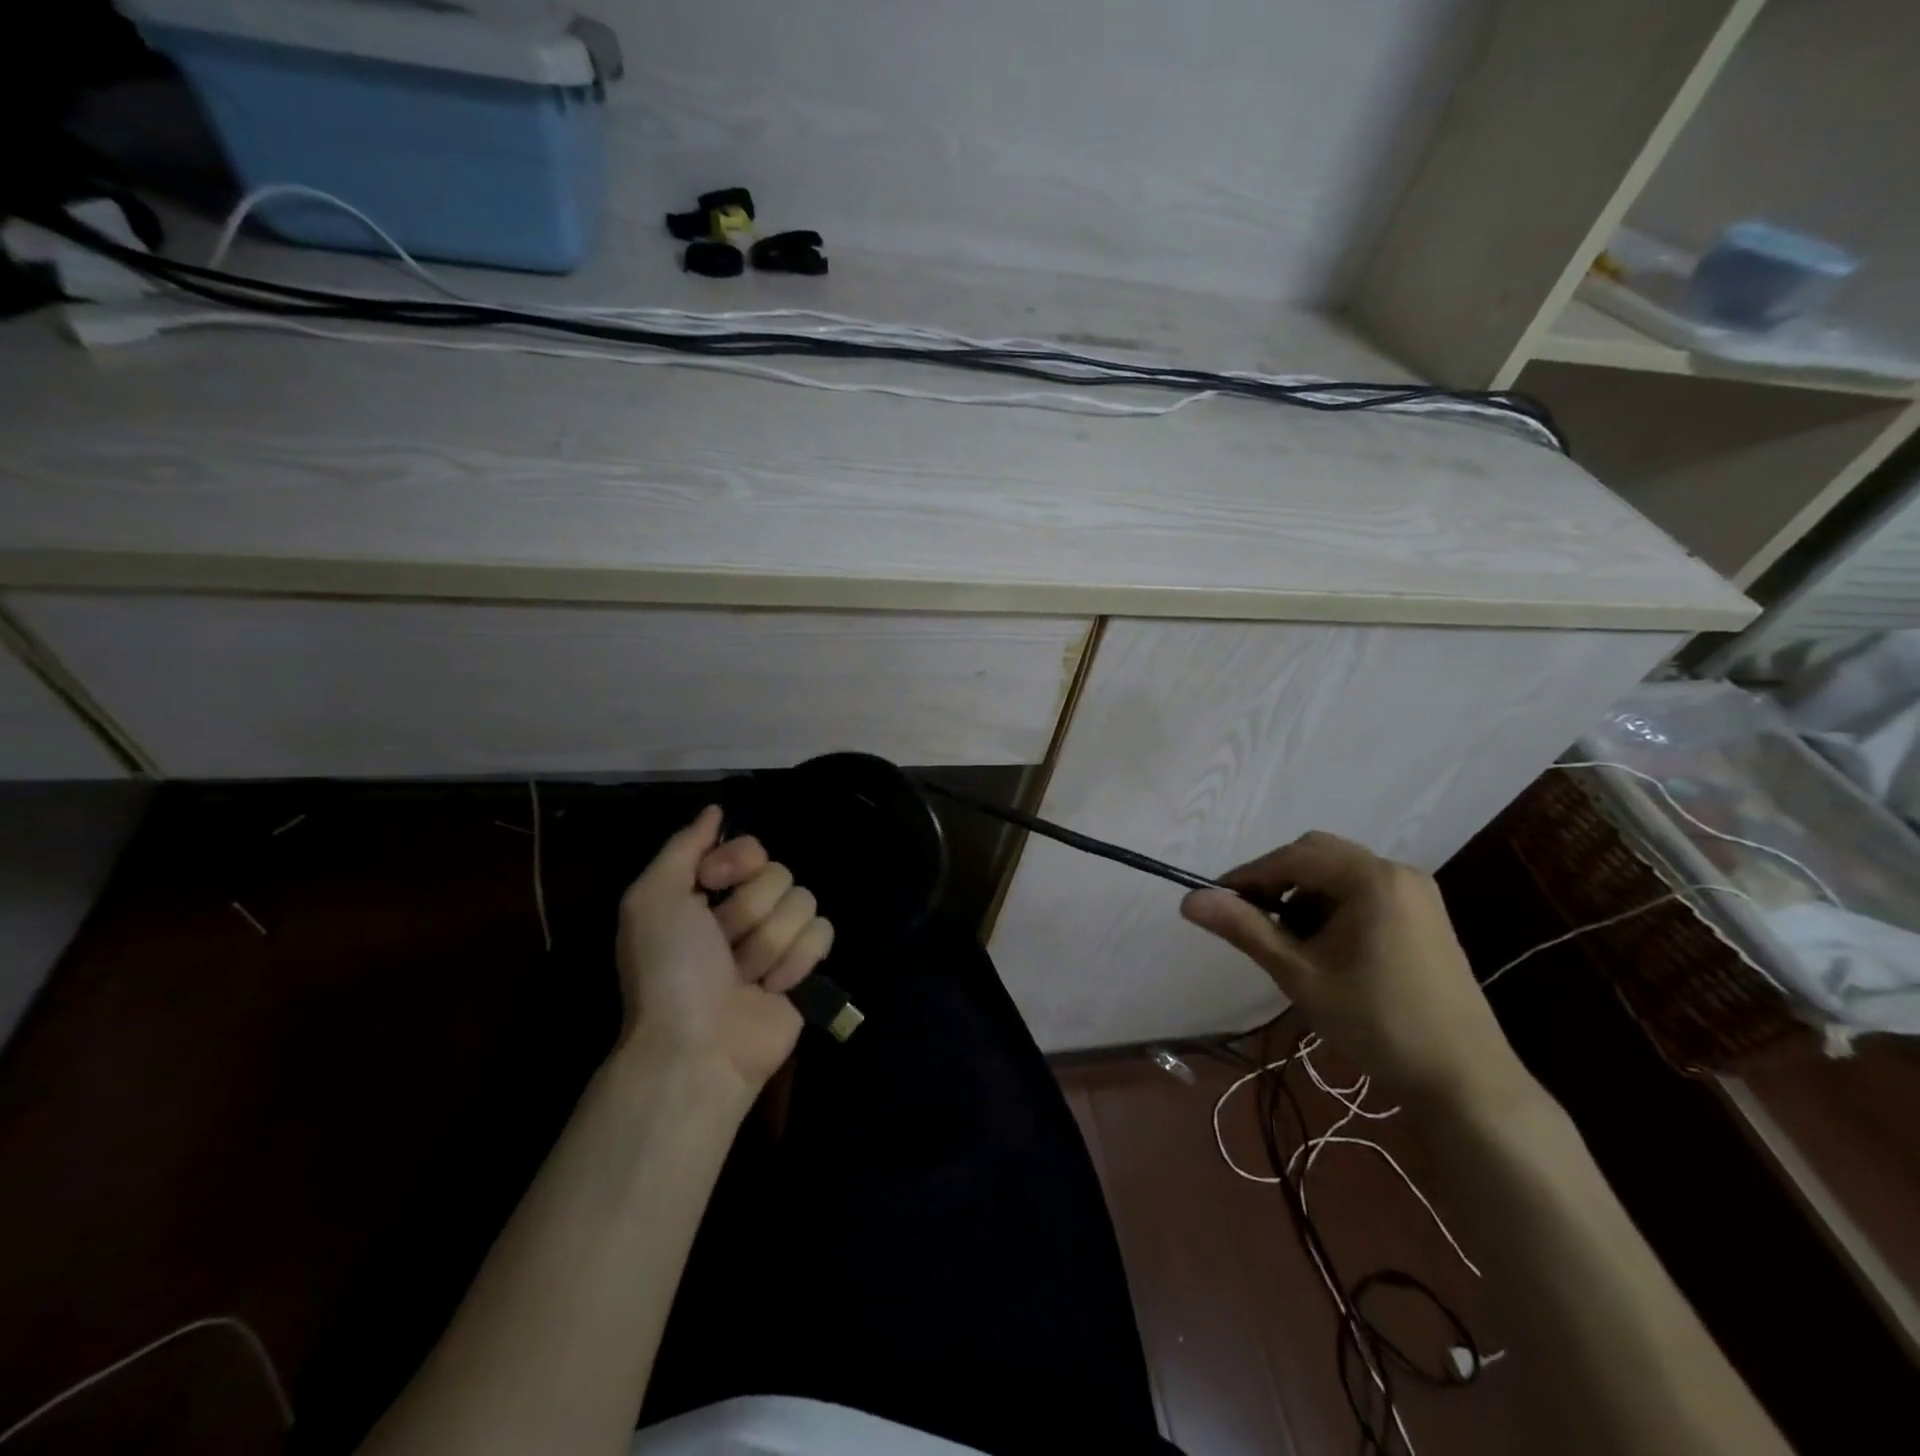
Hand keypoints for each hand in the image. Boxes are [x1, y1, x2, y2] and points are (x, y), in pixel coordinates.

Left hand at [615, 806, 834, 1094]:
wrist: (698, 1046)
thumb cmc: (669, 970)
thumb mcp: (651, 899)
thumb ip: (683, 846)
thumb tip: (716, 809)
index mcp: (708, 891)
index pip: (752, 846)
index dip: (737, 862)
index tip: (712, 886)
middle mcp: (745, 910)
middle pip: (779, 875)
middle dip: (749, 914)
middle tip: (722, 948)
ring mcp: (779, 938)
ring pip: (804, 903)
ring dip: (768, 944)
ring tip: (744, 977)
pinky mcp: (807, 966)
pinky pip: (823, 933)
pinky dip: (795, 962)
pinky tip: (771, 988)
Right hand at [1181, 831, 1530, 1110]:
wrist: (1465, 1080)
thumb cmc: (1376, 1022)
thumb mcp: (1300, 974)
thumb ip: (1244, 929)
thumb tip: (1189, 899)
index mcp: (1370, 878)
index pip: (1292, 857)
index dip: (1248, 876)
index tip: (1216, 902)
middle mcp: (1396, 871)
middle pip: (1317, 855)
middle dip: (1277, 882)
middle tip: (1252, 920)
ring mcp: (1416, 893)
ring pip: (1339, 873)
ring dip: (1304, 895)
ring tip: (1287, 941)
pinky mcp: (1425, 915)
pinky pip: (1363, 891)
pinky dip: (1333, 906)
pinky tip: (1324, 946)